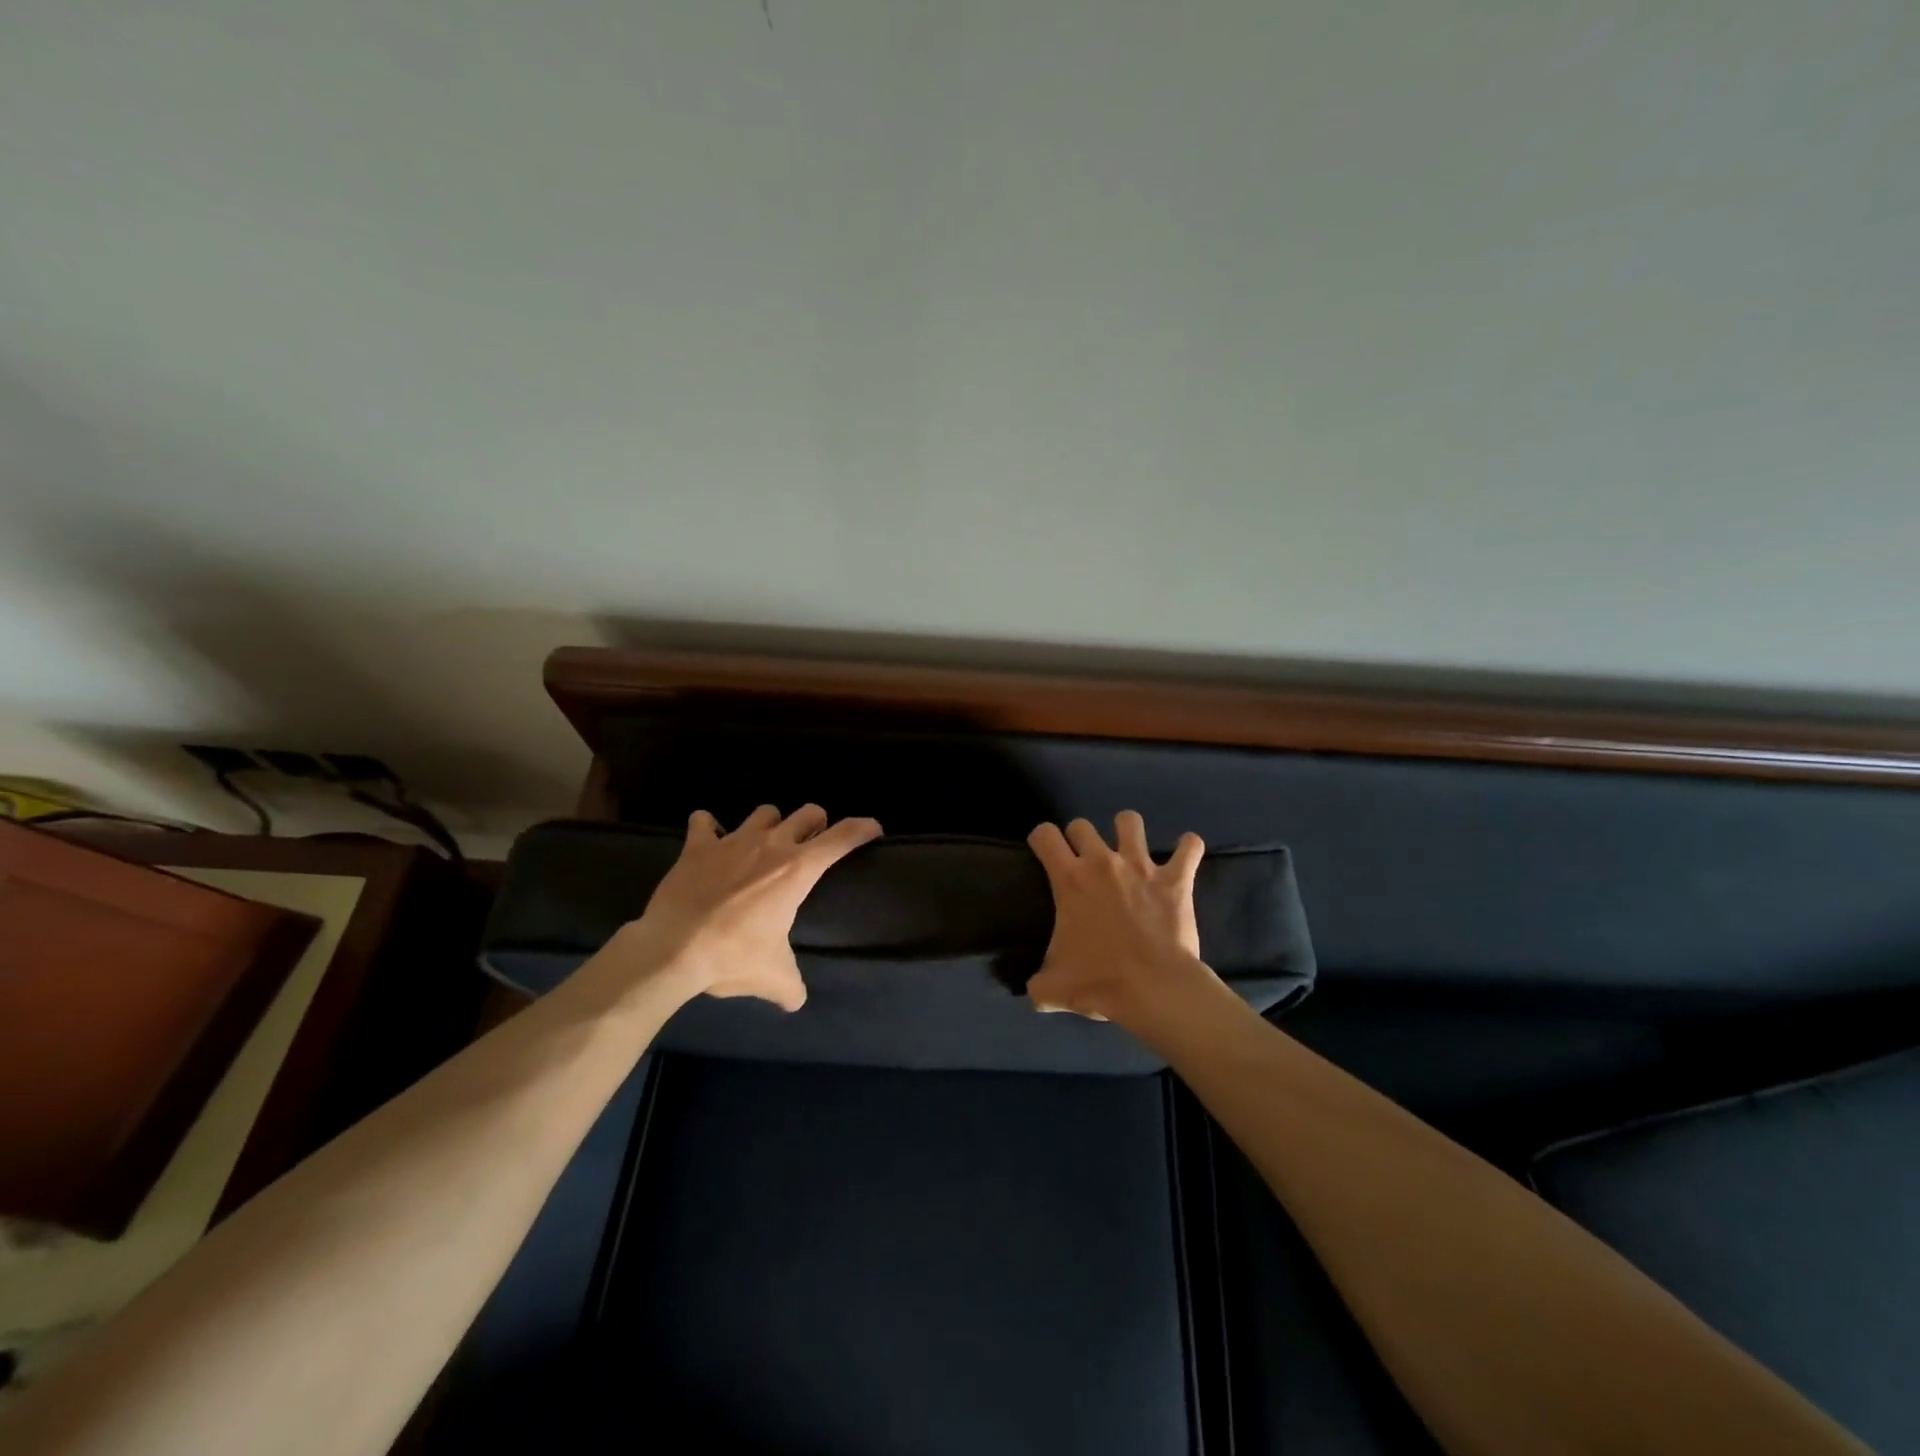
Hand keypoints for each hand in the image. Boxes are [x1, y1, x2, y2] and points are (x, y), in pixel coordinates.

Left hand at [614, 803, 882, 1010]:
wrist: (672, 950)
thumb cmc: (733, 957)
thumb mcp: (773, 978)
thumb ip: (792, 987)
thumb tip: (796, 1001)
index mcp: (798, 870)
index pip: (842, 837)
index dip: (863, 829)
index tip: (874, 829)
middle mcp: (771, 845)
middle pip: (807, 813)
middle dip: (816, 823)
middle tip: (811, 843)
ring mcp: (732, 841)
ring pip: (764, 812)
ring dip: (770, 824)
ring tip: (764, 844)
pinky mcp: (697, 847)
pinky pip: (704, 823)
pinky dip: (708, 828)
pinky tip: (709, 839)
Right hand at [1024, 811, 1219, 1026]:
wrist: (1154, 989)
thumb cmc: (1100, 982)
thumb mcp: (1053, 988)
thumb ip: (1038, 984)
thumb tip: (1033, 991)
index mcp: (1070, 880)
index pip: (1045, 835)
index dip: (1042, 840)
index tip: (1045, 854)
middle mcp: (1102, 863)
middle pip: (1082, 825)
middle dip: (1080, 838)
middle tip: (1084, 861)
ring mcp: (1141, 866)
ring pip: (1129, 821)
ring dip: (1127, 830)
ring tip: (1129, 847)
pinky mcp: (1175, 879)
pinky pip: (1189, 848)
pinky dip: (1188, 847)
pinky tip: (1186, 853)